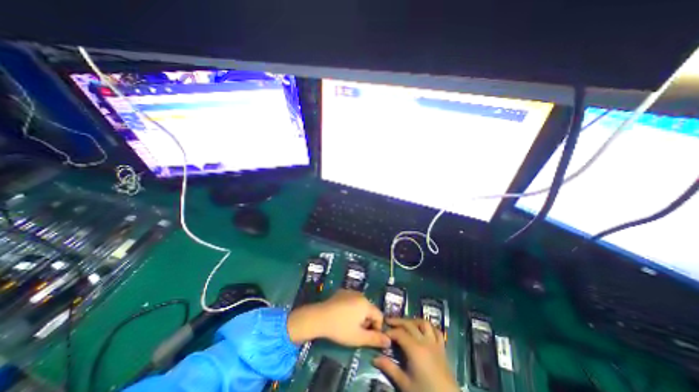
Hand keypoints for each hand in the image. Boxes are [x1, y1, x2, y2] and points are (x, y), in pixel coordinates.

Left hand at [287, 290, 389, 347]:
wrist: (319, 317)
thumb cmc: (340, 328)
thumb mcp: (358, 337)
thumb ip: (375, 339)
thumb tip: (389, 341)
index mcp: (366, 304)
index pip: (379, 316)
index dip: (377, 328)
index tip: (368, 337)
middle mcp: (360, 295)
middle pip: (370, 309)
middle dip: (367, 321)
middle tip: (357, 332)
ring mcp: (350, 291)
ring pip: (360, 305)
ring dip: (359, 315)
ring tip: (349, 325)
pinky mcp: (341, 292)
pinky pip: (351, 300)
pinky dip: (351, 308)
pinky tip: (342, 316)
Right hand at [374, 318, 461, 391]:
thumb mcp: (405, 384)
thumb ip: (390, 369)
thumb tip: (375, 358)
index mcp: (415, 349)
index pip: (399, 333)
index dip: (389, 331)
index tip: (381, 332)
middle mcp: (425, 341)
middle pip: (409, 324)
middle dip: (397, 321)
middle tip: (388, 321)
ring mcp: (435, 343)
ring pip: (423, 323)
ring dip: (413, 320)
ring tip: (405, 323)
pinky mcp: (442, 348)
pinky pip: (436, 331)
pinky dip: (429, 327)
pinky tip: (423, 329)